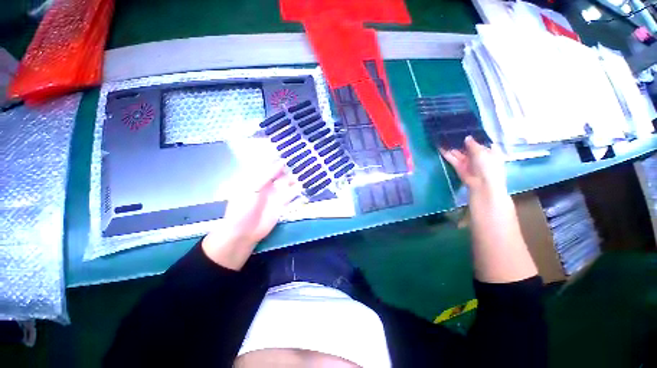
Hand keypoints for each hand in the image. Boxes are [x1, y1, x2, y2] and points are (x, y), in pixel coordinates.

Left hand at [202, 162, 299, 269]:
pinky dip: (297, 189)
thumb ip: (267, 175)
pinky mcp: (282, 203)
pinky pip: (292, 193)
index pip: (268, 164)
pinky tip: (304, 184)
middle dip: (289, 166)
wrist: (244, 232)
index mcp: (256, 178)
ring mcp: (275, 193)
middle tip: (302, 158)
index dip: (278, 157)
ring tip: (306, 170)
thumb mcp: (252, 188)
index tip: (289, 150)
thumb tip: (281, 162)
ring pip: (287, 182)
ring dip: (295, 177)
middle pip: (280, 172)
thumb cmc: (243, 207)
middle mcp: (267, 183)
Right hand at [440, 136, 506, 196]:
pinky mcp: (458, 166)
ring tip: (443, 136)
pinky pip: (451, 158)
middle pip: (467, 146)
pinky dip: (446, 153)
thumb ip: (473, 144)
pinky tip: (440, 146)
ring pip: (458, 151)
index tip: (465, 127)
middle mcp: (477, 155)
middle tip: (451, 130)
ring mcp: (467, 160)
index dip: (473, 135)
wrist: (482, 184)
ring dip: (451, 145)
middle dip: (460, 140)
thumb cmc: (488, 166)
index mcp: (489, 150)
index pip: (480, 141)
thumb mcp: (482, 152)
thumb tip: (467, 137)